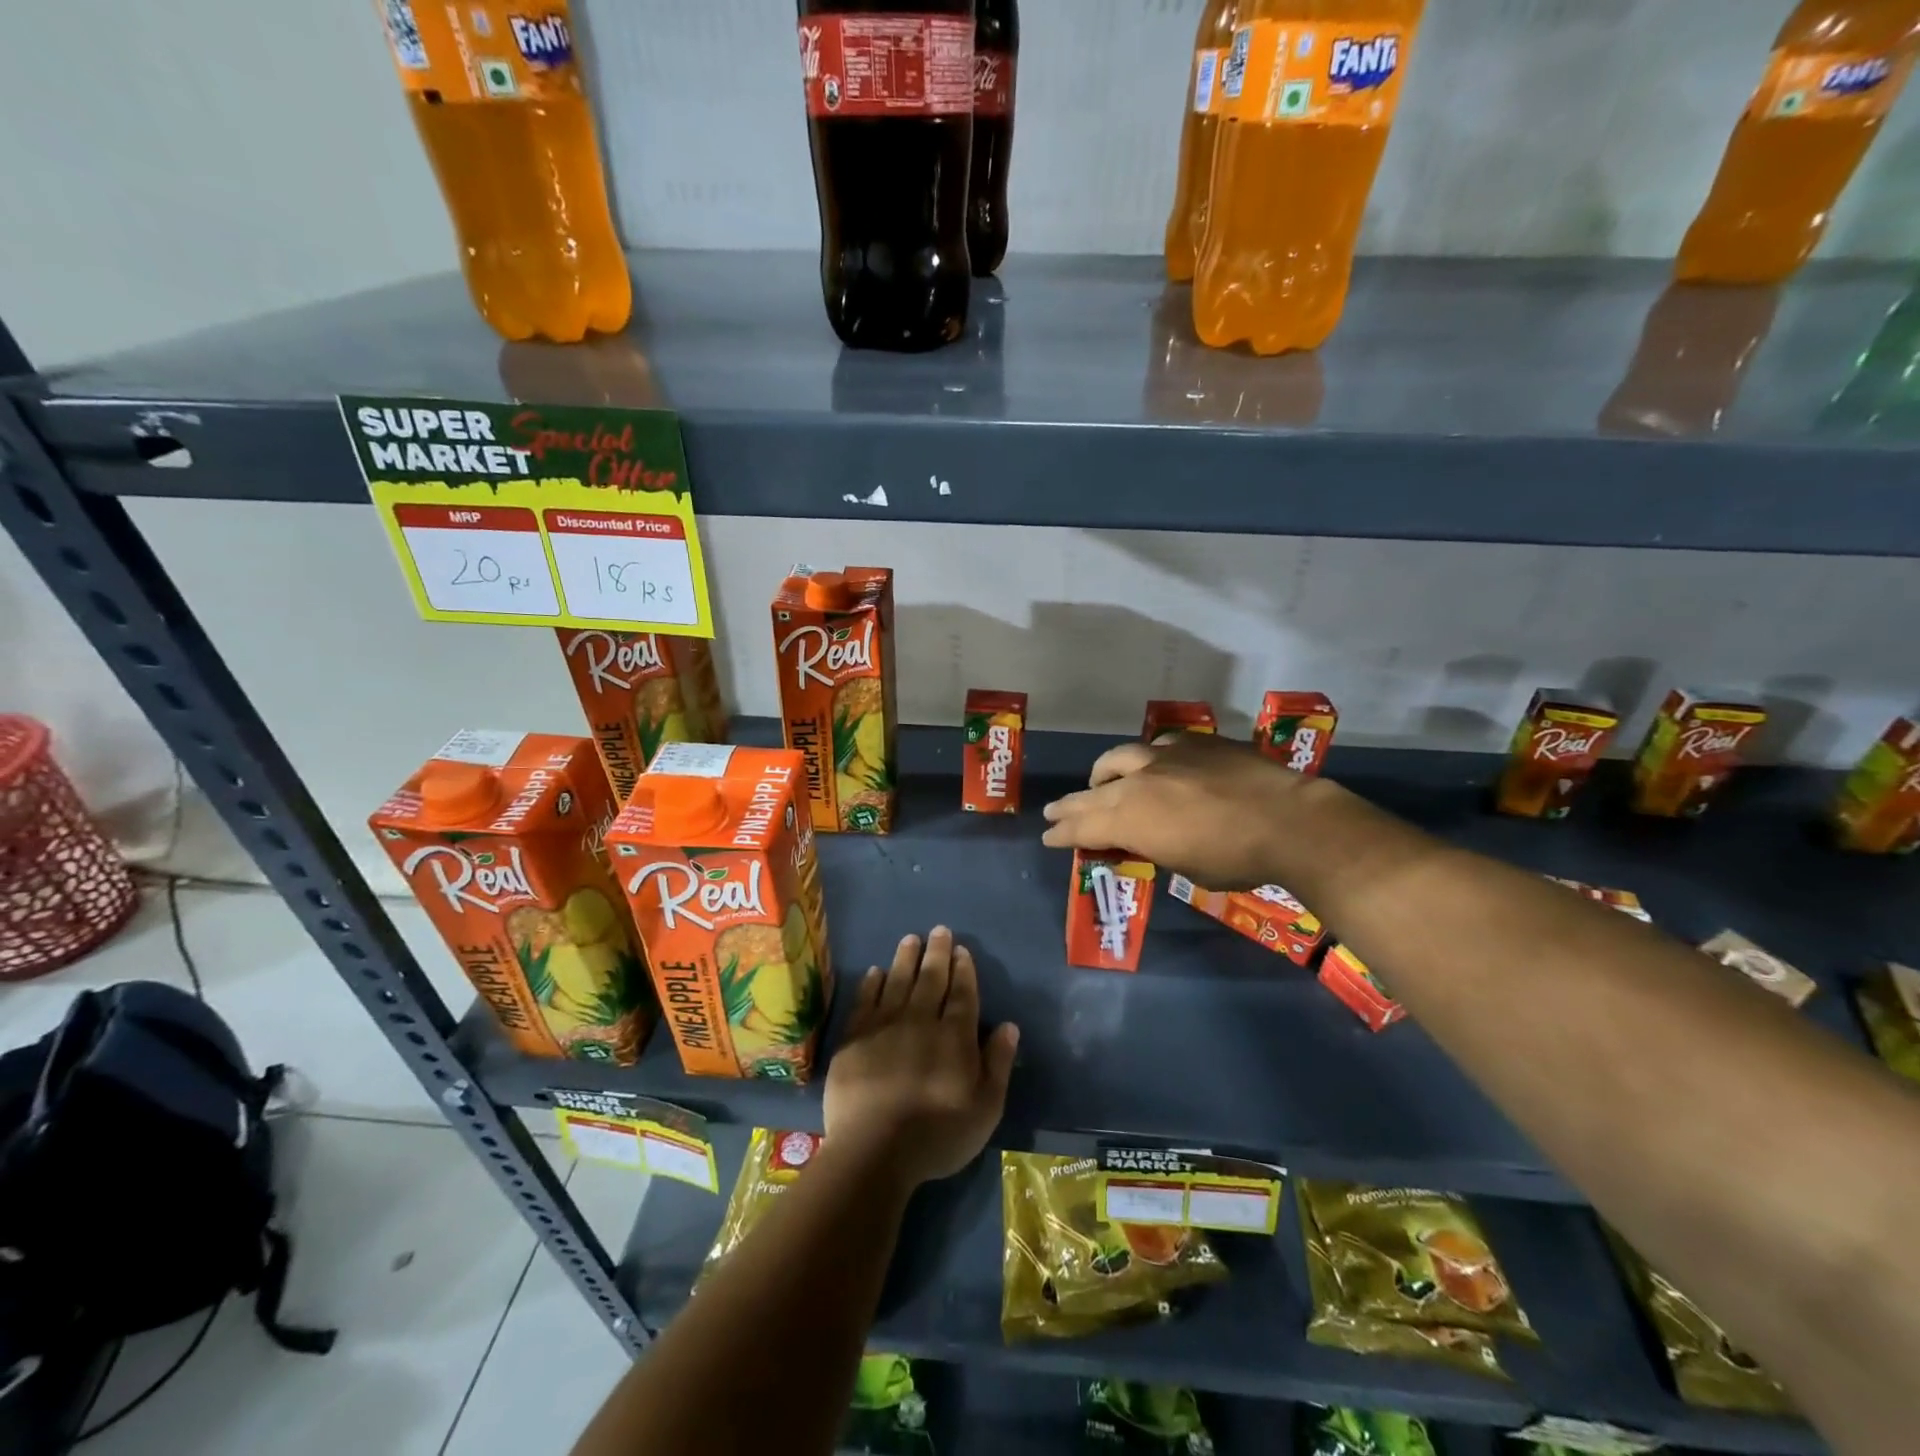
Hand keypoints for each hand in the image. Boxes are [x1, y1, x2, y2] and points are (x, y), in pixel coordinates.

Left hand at [823, 927, 1019, 1189]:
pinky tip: (875, 972)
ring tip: (910, 939)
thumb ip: (997, 1063)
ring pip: (898, 982)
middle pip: (931, 979)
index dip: (963, 970)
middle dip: (937, 953)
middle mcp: (921, 1021)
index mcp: (954, 1036)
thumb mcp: (985, 1108)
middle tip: (939, 930)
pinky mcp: (854, 1038)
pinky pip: (865, 1001)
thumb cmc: (937, 1135)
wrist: (874, 1150)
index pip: (962, 994)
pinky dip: (872, 984)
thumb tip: (1008, 1026)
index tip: (961, 950)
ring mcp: (884, 1026)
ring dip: (905, 958)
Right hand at [1041, 732, 1320, 889]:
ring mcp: (1165, 757)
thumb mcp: (1183, 866)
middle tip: (1052, 811)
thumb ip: (1152, 846)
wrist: (1288, 820)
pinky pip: (1157, 747)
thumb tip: (1141, 838)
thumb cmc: (1235, 859)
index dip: (1063, 833)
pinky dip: (1146, 760)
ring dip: (1103, 773)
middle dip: (1069, 805)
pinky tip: (1153, 764)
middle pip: (1092, 793)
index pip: (1084, 827)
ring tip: (1097, 781)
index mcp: (1131, 819)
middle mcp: (1138, 783)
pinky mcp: (1194, 743)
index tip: (1048, 837)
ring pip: (1119, 758)